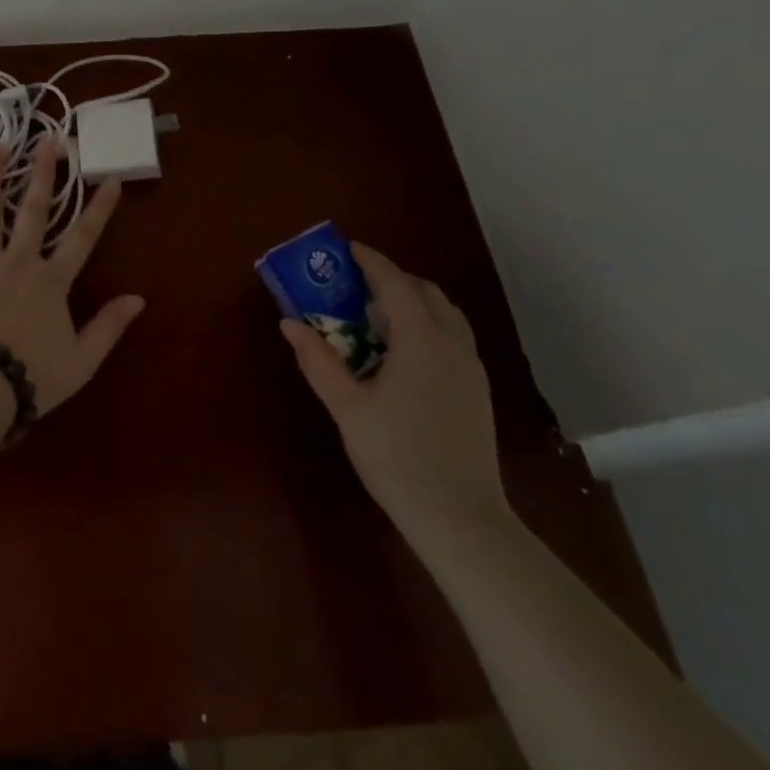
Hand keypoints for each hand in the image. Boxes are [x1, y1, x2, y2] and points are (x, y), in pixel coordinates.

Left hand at [0, 140, 144, 414]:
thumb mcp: (80, 361)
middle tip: (49, 141)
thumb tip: (138, 299)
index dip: (99, 207)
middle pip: (34, 209)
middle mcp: (19, 260)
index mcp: (52, 280)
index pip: (83, 236)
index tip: (111, 179)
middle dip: (44, 173)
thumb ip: (108, 327)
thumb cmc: (29, 376)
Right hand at [280, 244, 509, 540]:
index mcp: (421, 340)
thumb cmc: (398, 457)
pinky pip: (453, 338)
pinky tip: (404, 354)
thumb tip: (290, 323)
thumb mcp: (347, 408)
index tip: (346, 249)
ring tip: (379, 318)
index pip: (394, 283)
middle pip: (425, 292)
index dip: (370, 261)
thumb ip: (318, 361)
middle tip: (357, 286)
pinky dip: (428, 326)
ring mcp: (471, 369)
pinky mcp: (478, 391)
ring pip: (445, 314)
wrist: (462, 521)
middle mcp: (452, 344)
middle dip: (392, 279)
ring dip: (414, 302)